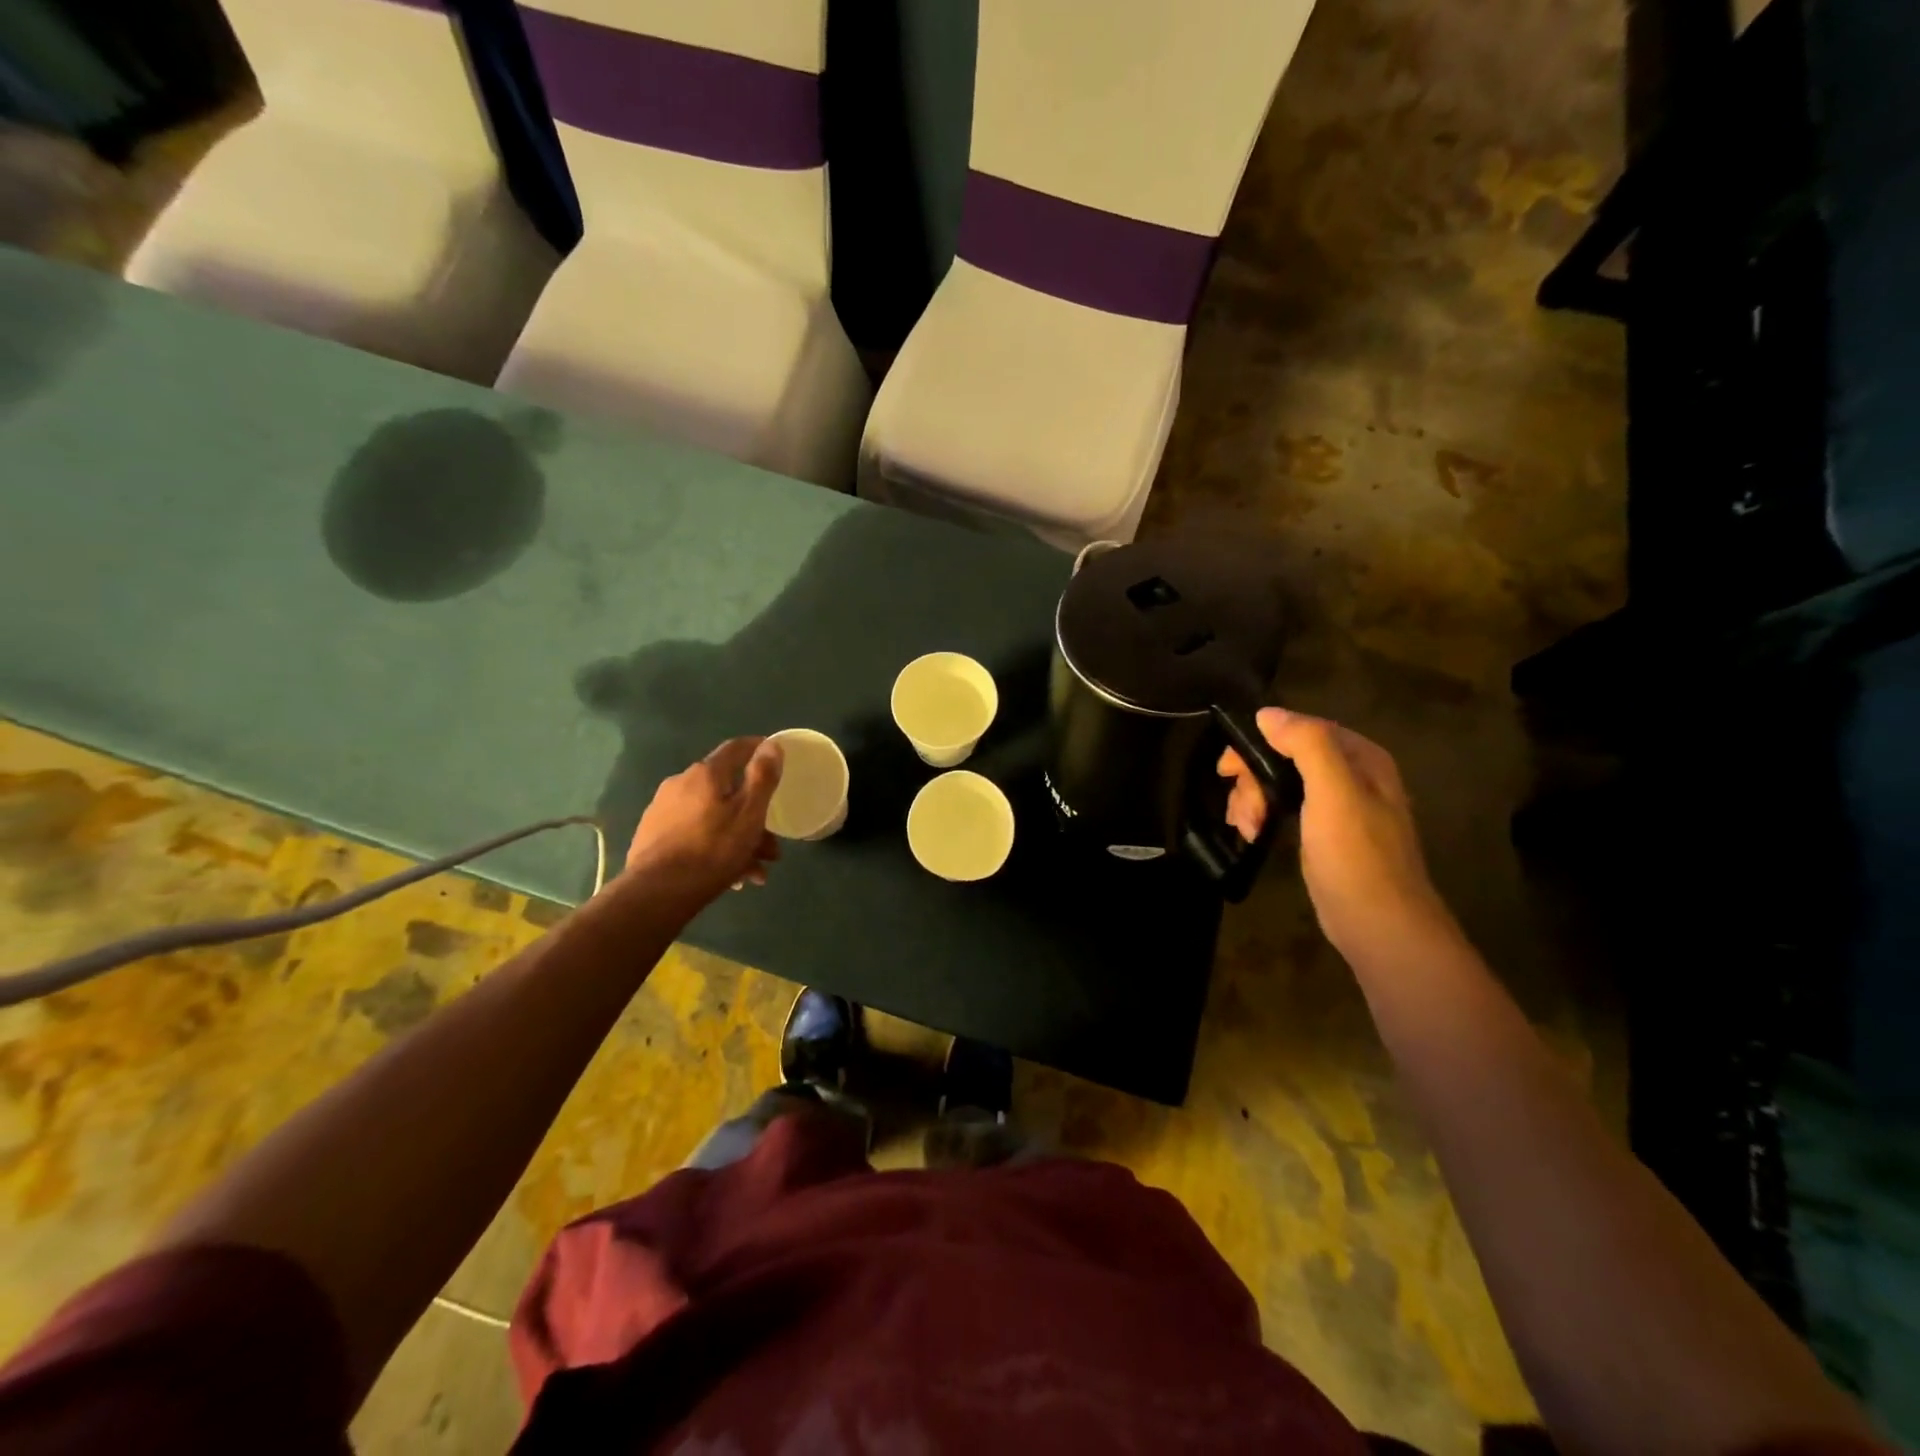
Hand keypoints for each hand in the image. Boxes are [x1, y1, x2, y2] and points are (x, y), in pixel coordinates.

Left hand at [621, 737, 782, 910]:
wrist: (656, 893)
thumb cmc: (712, 850)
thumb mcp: (749, 813)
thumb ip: (762, 777)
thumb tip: (770, 745)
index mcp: (705, 774)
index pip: (736, 748)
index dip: (757, 748)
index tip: (775, 755)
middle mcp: (680, 784)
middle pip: (726, 792)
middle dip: (753, 816)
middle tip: (771, 846)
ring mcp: (663, 811)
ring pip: (712, 817)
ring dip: (737, 839)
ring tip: (753, 871)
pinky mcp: (653, 836)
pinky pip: (694, 834)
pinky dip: (714, 847)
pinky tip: (728, 877)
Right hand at [1218, 708, 1450, 962]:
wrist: (1380, 926)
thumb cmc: (1357, 857)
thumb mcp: (1333, 793)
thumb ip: (1307, 745)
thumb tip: (1267, 713)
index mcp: (1361, 758)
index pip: (1301, 729)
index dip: (1262, 742)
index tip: (1229, 767)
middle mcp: (1351, 775)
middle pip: (1286, 756)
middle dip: (1254, 778)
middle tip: (1239, 808)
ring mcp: (1337, 806)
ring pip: (1280, 783)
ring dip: (1254, 799)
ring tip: (1247, 827)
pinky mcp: (1324, 834)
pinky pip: (1285, 808)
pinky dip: (1264, 815)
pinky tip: (1253, 833)